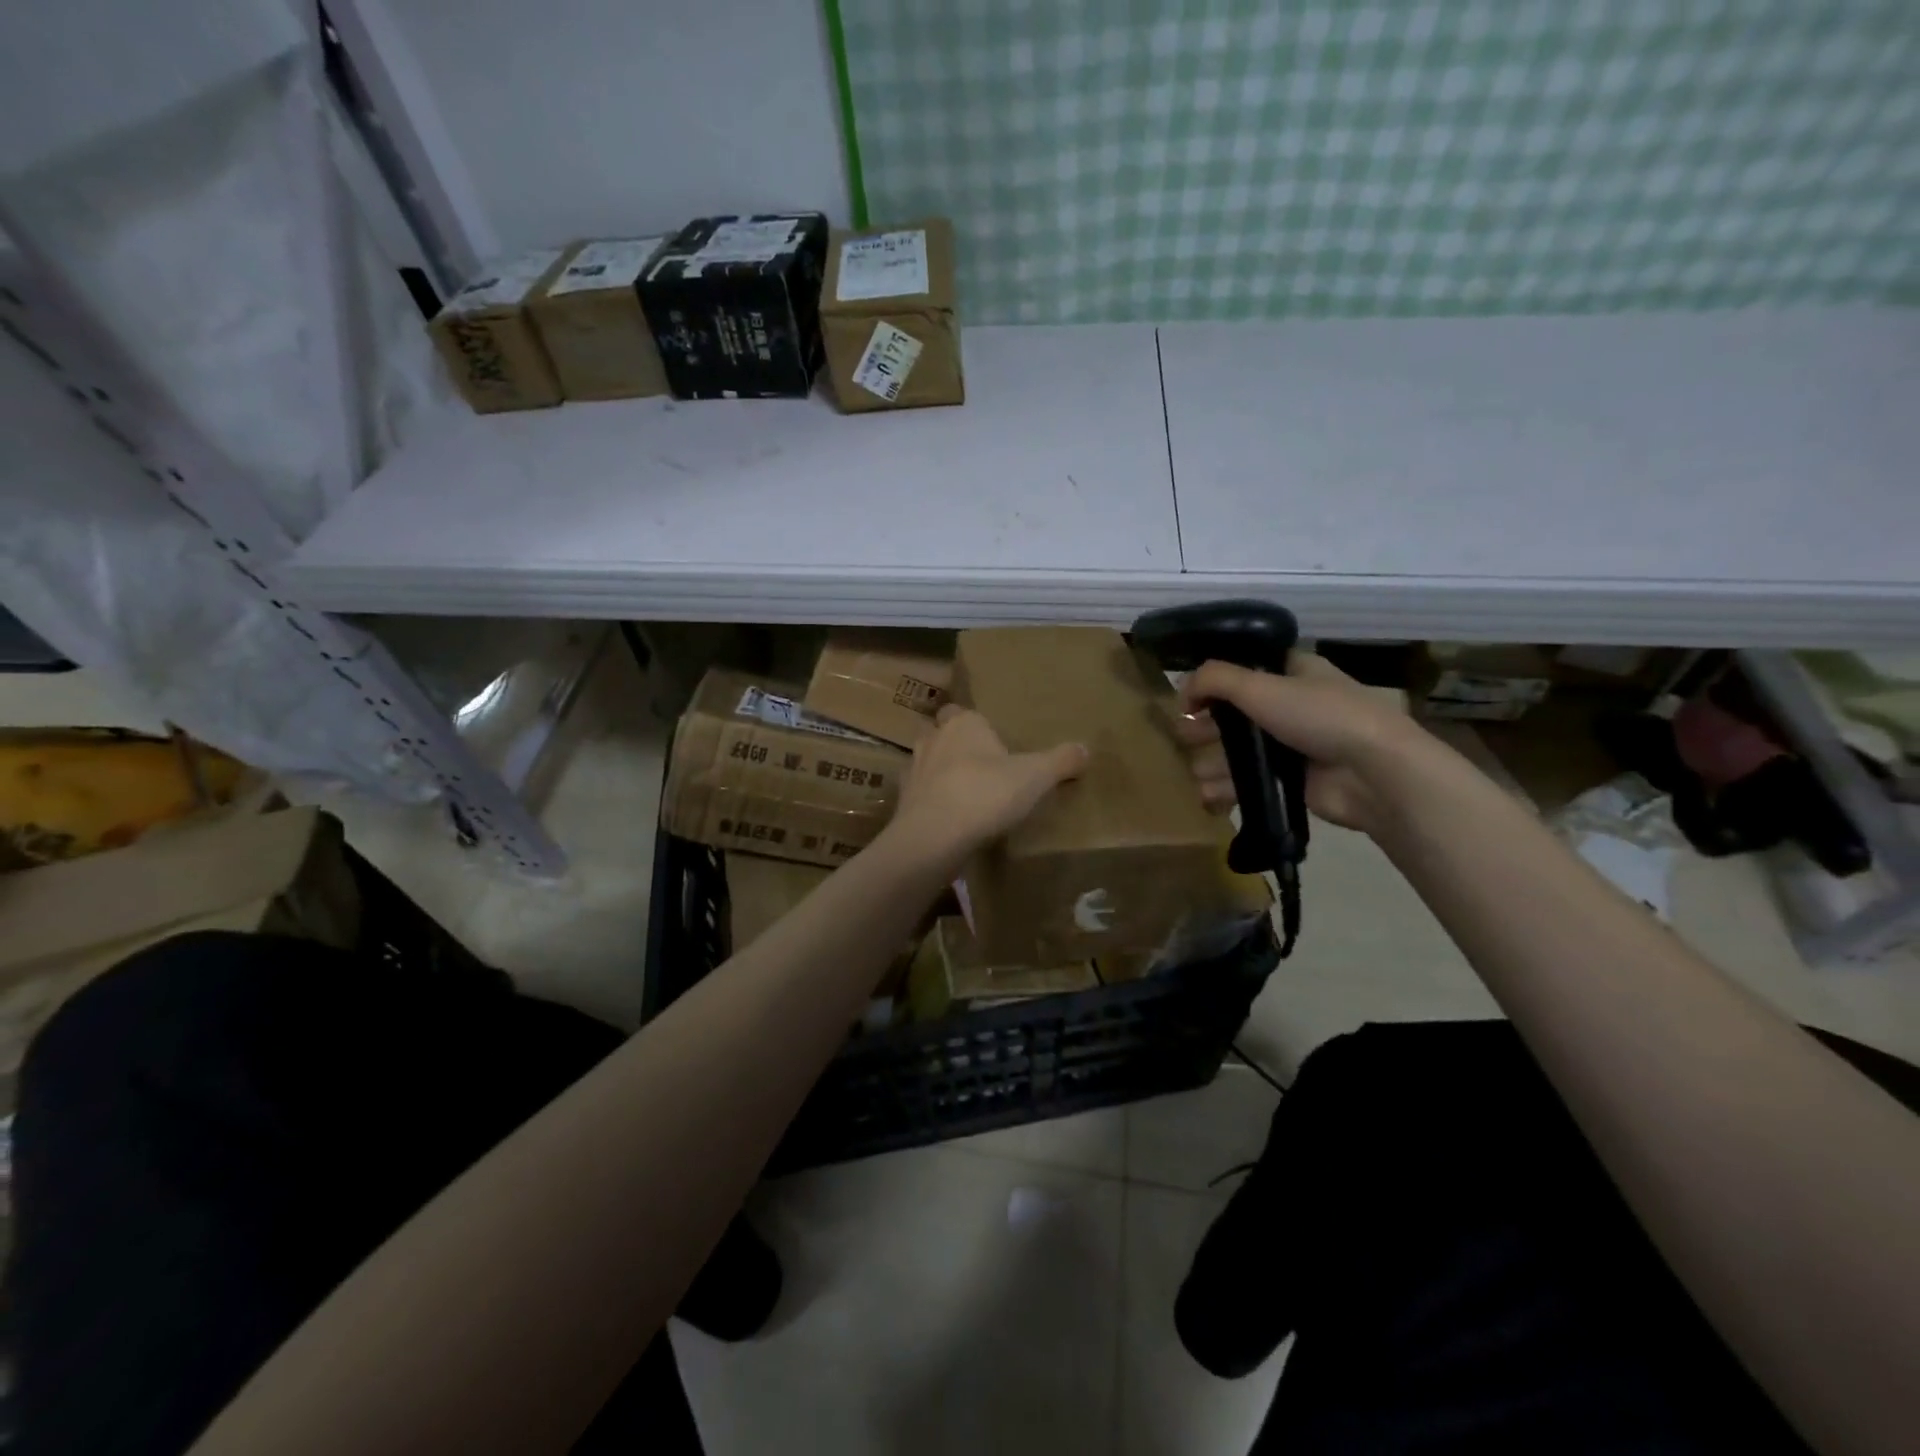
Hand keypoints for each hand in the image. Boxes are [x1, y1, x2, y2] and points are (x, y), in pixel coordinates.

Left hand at [887, 704, 1087, 869]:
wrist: (934, 835)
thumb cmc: (986, 794)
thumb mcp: (1036, 777)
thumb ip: (1061, 761)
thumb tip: (1085, 748)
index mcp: (964, 723)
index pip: (965, 711)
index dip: (977, 725)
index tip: (995, 745)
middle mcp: (934, 737)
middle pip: (941, 732)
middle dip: (954, 743)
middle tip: (978, 765)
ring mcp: (914, 768)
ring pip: (926, 760)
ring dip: (939, 771)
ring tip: (962, 791)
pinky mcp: (902, 799)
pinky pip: (918, 792)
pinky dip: (930, 799)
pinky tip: (946, 816)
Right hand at [1175, 651, 1420, 834]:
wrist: (1373, 773)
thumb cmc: (1320, 716)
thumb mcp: (1260, 685)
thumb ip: (1213, 680)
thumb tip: (1181, 689)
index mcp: (1293, 672)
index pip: (1244, 669)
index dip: (1212, 682)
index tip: (1187, 699)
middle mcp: (1291, 705)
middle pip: (1234, 714)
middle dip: (1205, 727)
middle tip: (1184, 739)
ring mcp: (1292, 746)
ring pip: (1238, 752)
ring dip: (1211, 763)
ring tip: (1195, 775)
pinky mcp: (1290, 781)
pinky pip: (1249, 783)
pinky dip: (1226, 789)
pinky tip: (1208, 798)